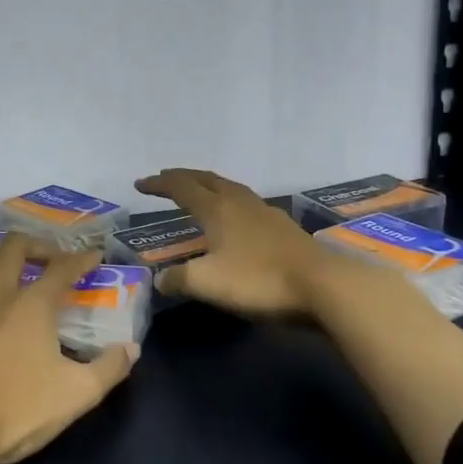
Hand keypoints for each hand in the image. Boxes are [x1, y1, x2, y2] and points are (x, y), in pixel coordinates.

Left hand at [0, 233, 139, 463]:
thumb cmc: (15, 412)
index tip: (93, 256)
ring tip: (7, 264)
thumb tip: (131, 348)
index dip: (81, 259)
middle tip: (48, 257)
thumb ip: (109, 369)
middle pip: (15, 249)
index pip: (63, 269)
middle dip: (36, 245)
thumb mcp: (76, 395)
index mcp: (33, 306)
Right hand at [135, 168, 329, 317]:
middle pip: (207, 179)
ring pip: (230, 188)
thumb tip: (160, 280)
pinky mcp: (283, 228)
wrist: (323, 286)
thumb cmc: (258, 279)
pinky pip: (247, 204)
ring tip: (198, 192)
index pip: (181, 187)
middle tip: (165, 179)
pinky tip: (236, 219)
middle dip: (183, 177)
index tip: (140, 184)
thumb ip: (178, 278)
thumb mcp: (207, 283)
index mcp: (217, 209)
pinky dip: (230, 202)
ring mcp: (265, 212)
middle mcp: (239, 202)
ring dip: (208, 186)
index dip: (159, 184)